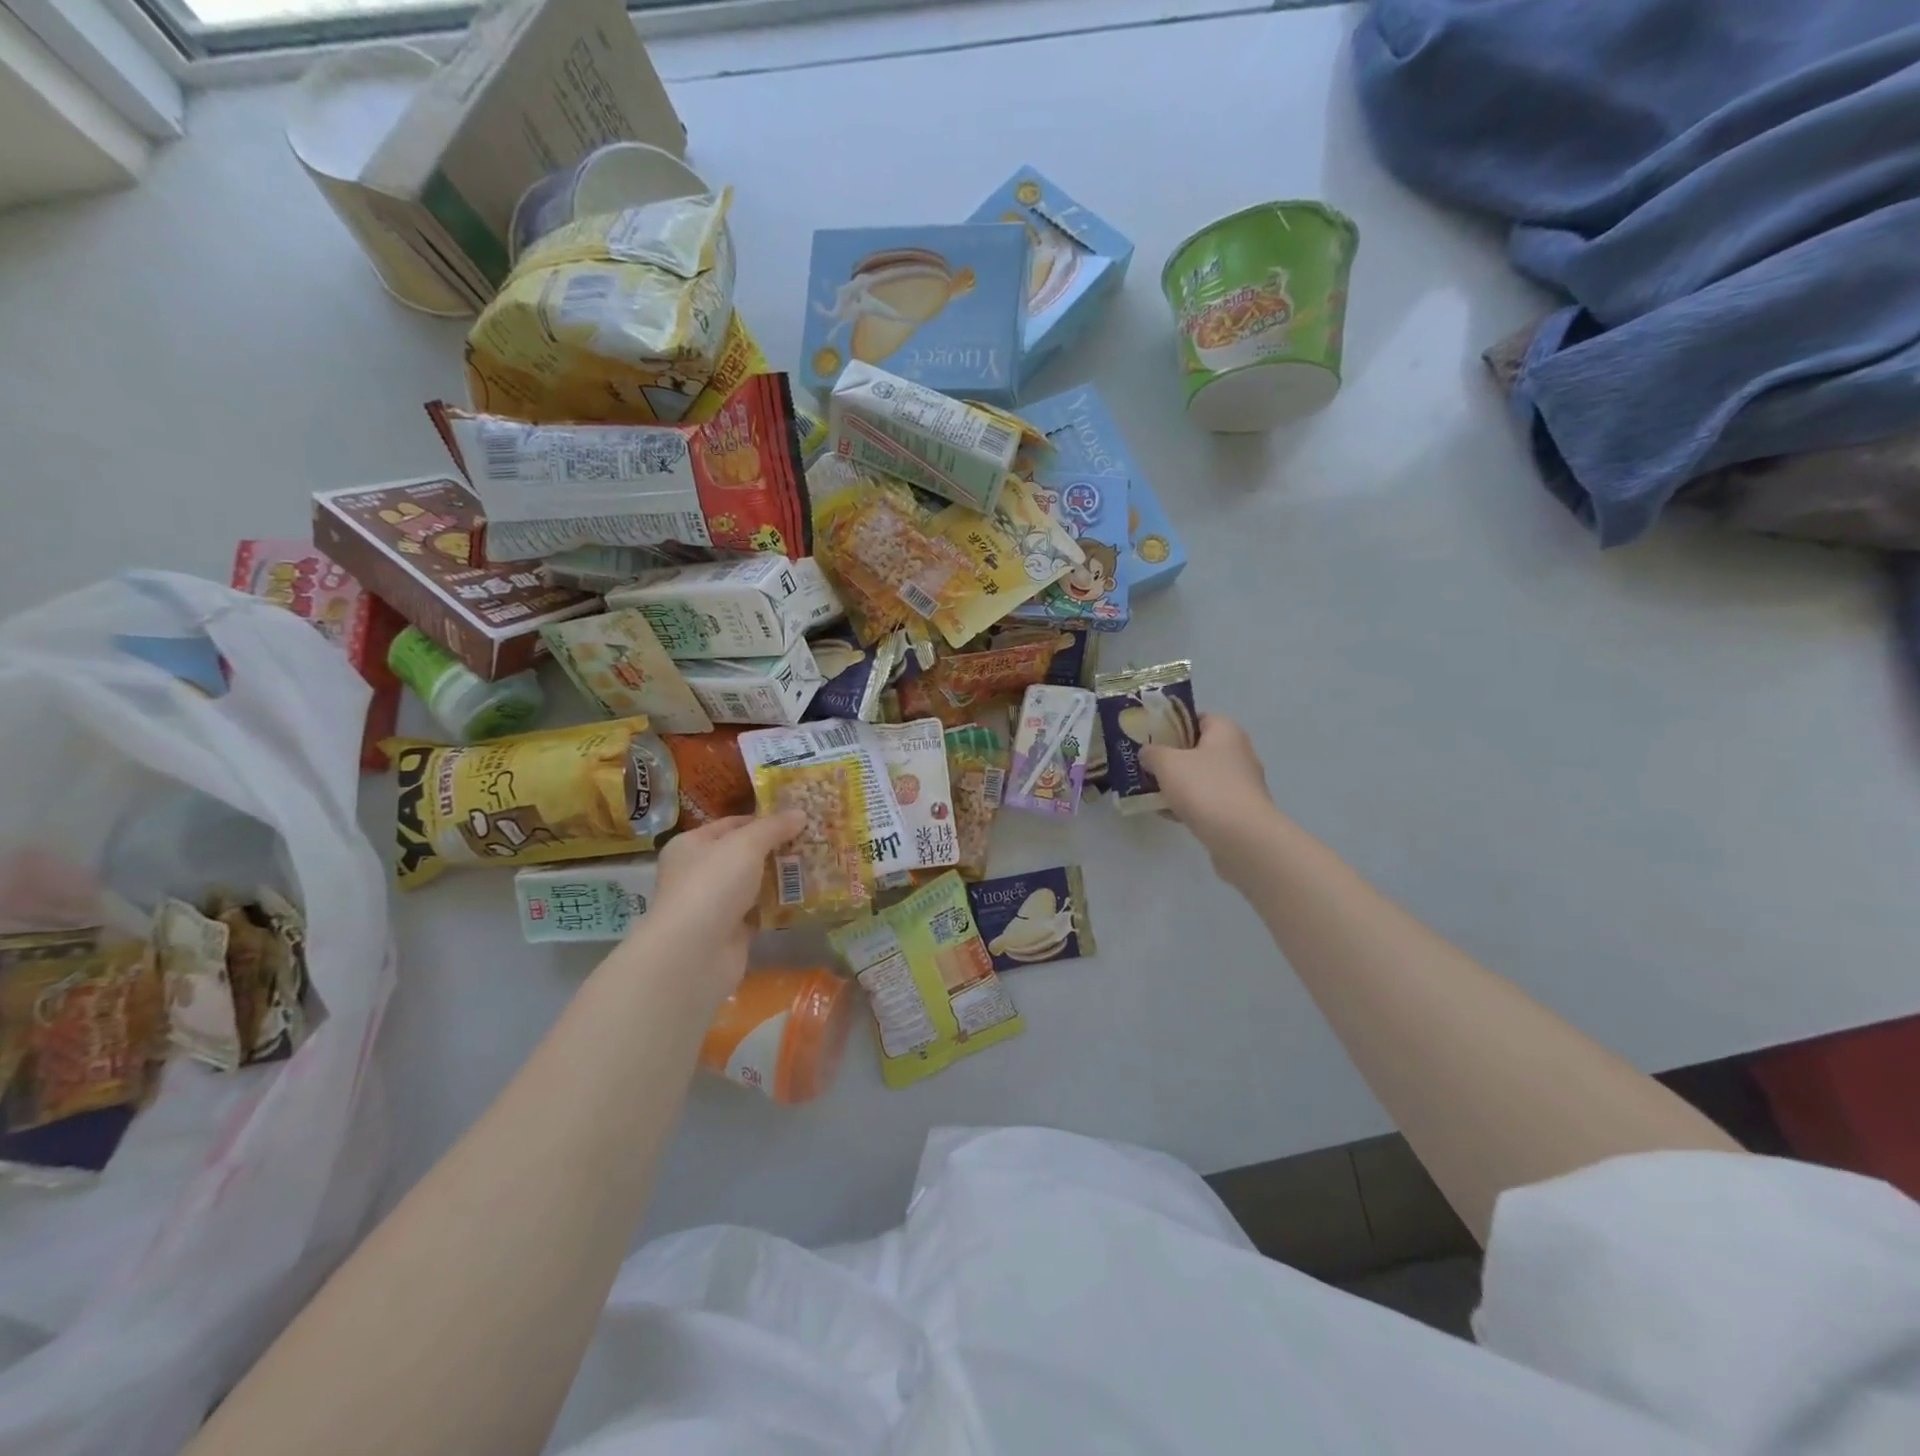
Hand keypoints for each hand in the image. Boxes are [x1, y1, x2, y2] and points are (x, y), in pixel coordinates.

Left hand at [641, 811, 805, 999]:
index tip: (798, 818)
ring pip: (754, 883)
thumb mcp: (746, 844)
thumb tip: (800, 813)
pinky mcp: (731, 931)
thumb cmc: (713, 885)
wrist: (695, 952)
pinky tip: (807, 896)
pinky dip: (779, 905)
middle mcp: (698, 872)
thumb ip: (774, 827)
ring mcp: (714, 904)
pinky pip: (760, 911)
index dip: (763, 819)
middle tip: (813, 840)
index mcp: (691, 845)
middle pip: (744, 854)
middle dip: (777, 848)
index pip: (732, 824)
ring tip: (818, 864)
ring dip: (781, 877)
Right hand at [1139, 714, 1276, 854]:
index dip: (1173, 725)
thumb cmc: (1205, 788)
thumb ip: (1152, 753)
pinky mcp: (1239, 810)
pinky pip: (1208, 801)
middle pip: (1199, 749)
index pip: (1198, 718)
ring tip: (1151, 792)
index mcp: (1226, 731)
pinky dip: (1189, 805)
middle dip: (1172, 758)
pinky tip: (1168, 814)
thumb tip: (1147, 752)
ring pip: (1202, 777)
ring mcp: (1241, 784)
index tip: (1151, 738)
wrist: (1242, 837)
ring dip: (1178, 784)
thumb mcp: (1167, 764)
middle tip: (1147, 765)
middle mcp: (1238, 753)